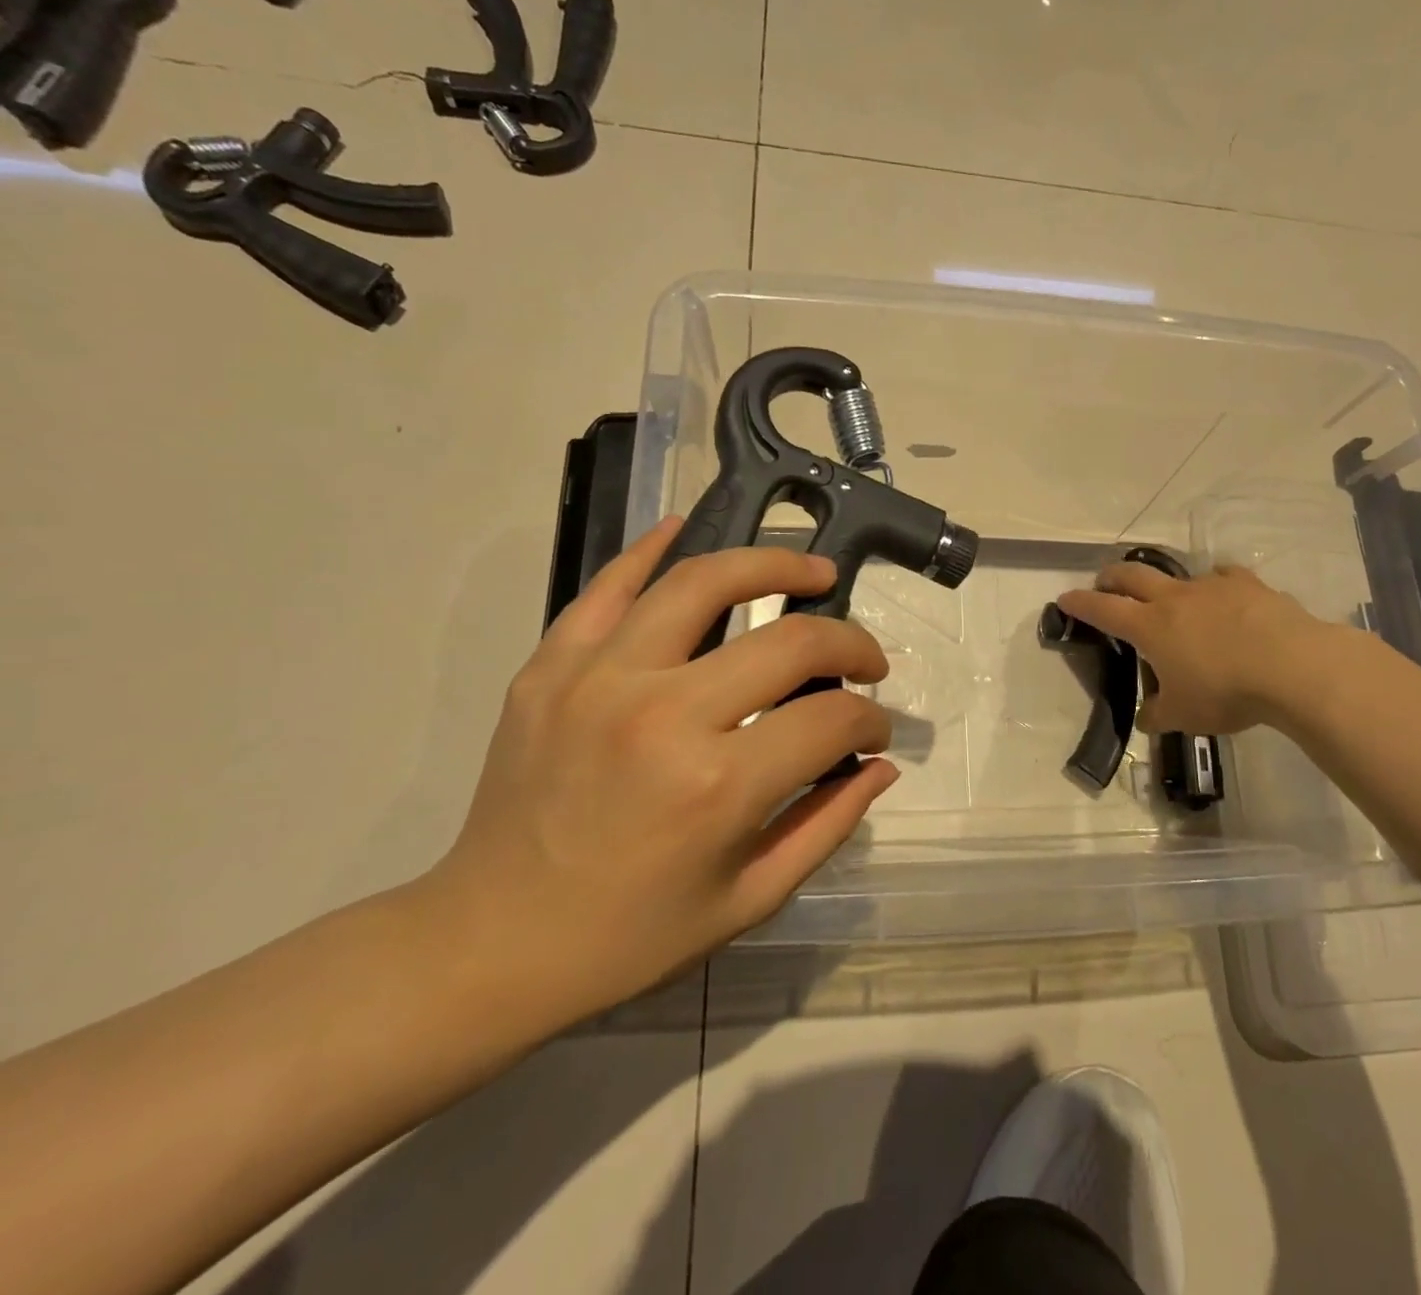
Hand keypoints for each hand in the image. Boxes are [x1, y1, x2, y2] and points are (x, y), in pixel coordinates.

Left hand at [419, 517, 897, 1034]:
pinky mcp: (551, 667)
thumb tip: (880, 765)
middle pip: (789, 642)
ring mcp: (599, 679)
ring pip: (702, 582)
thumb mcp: (748, 900)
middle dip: (849, 644)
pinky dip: (650, 552)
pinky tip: (685, 529)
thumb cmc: (629, 937)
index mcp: (718, 785)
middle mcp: (664, 714)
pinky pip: (607, 588)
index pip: (831, 720)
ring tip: (810, 571)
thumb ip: (827, 825)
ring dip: (773, 565)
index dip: (870, 720)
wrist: (487, 944)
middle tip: (865, 659)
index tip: (875, 729)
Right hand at [1056, 563, 1347, 735]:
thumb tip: (1146, 718)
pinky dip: (1215, 585)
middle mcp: (1174, 598)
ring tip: (1171, 599)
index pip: (1102, 609)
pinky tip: (1223, 596)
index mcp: (1150, 626)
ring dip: (1165, 584)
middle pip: (1132, 575)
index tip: (1064, 598)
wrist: (1293, 667)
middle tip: (1104, 584)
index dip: (1080, 603)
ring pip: (1178, 575)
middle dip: (1111, 577)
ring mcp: (1212, 586)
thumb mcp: (1184, 715)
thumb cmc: (1226, 692)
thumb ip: (1158, 715)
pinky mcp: (1248, 585)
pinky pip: (1223, 577)